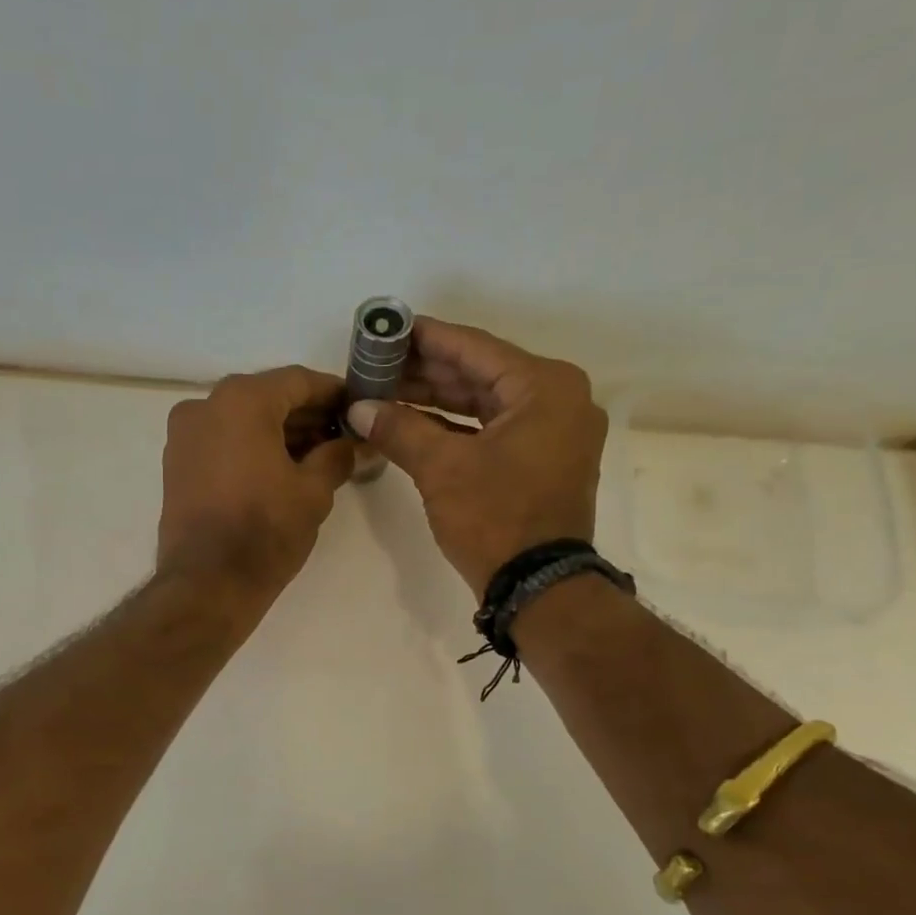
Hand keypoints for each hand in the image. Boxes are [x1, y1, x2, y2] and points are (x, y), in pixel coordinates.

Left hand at [157, 366, 354, 606]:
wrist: (207, 583)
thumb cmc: (265, 531)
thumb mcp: (314, 491)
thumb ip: (337, 456)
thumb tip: (352, 444)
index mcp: (241, 400)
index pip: (297, 381)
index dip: (332, 393)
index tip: (357, 407)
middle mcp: (205, 405)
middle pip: (267, 397)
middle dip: (305, 415)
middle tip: (341, 436)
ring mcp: (184, 435)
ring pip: (242, 420)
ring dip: (278, 433)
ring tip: (316, 457)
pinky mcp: (176, 464)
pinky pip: (222, 441)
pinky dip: (251, 447)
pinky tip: (280, 470)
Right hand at [346, 318, 605, 595]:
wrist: (538, 587)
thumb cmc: (496, 518)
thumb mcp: (442, 469)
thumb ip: (399, 429)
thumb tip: (357, 408)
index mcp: (545, 386)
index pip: (474, 348)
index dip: (425, 338)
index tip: (387, 328)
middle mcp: (558, 399)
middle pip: (480, 374)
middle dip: (425, 372)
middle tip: (377, 363)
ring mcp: (554, 432)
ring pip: (485, 403)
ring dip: (436, 400)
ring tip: (386, 391)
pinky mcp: (542, 461)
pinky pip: (493, 430)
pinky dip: (455, 428)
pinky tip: (413, 423)